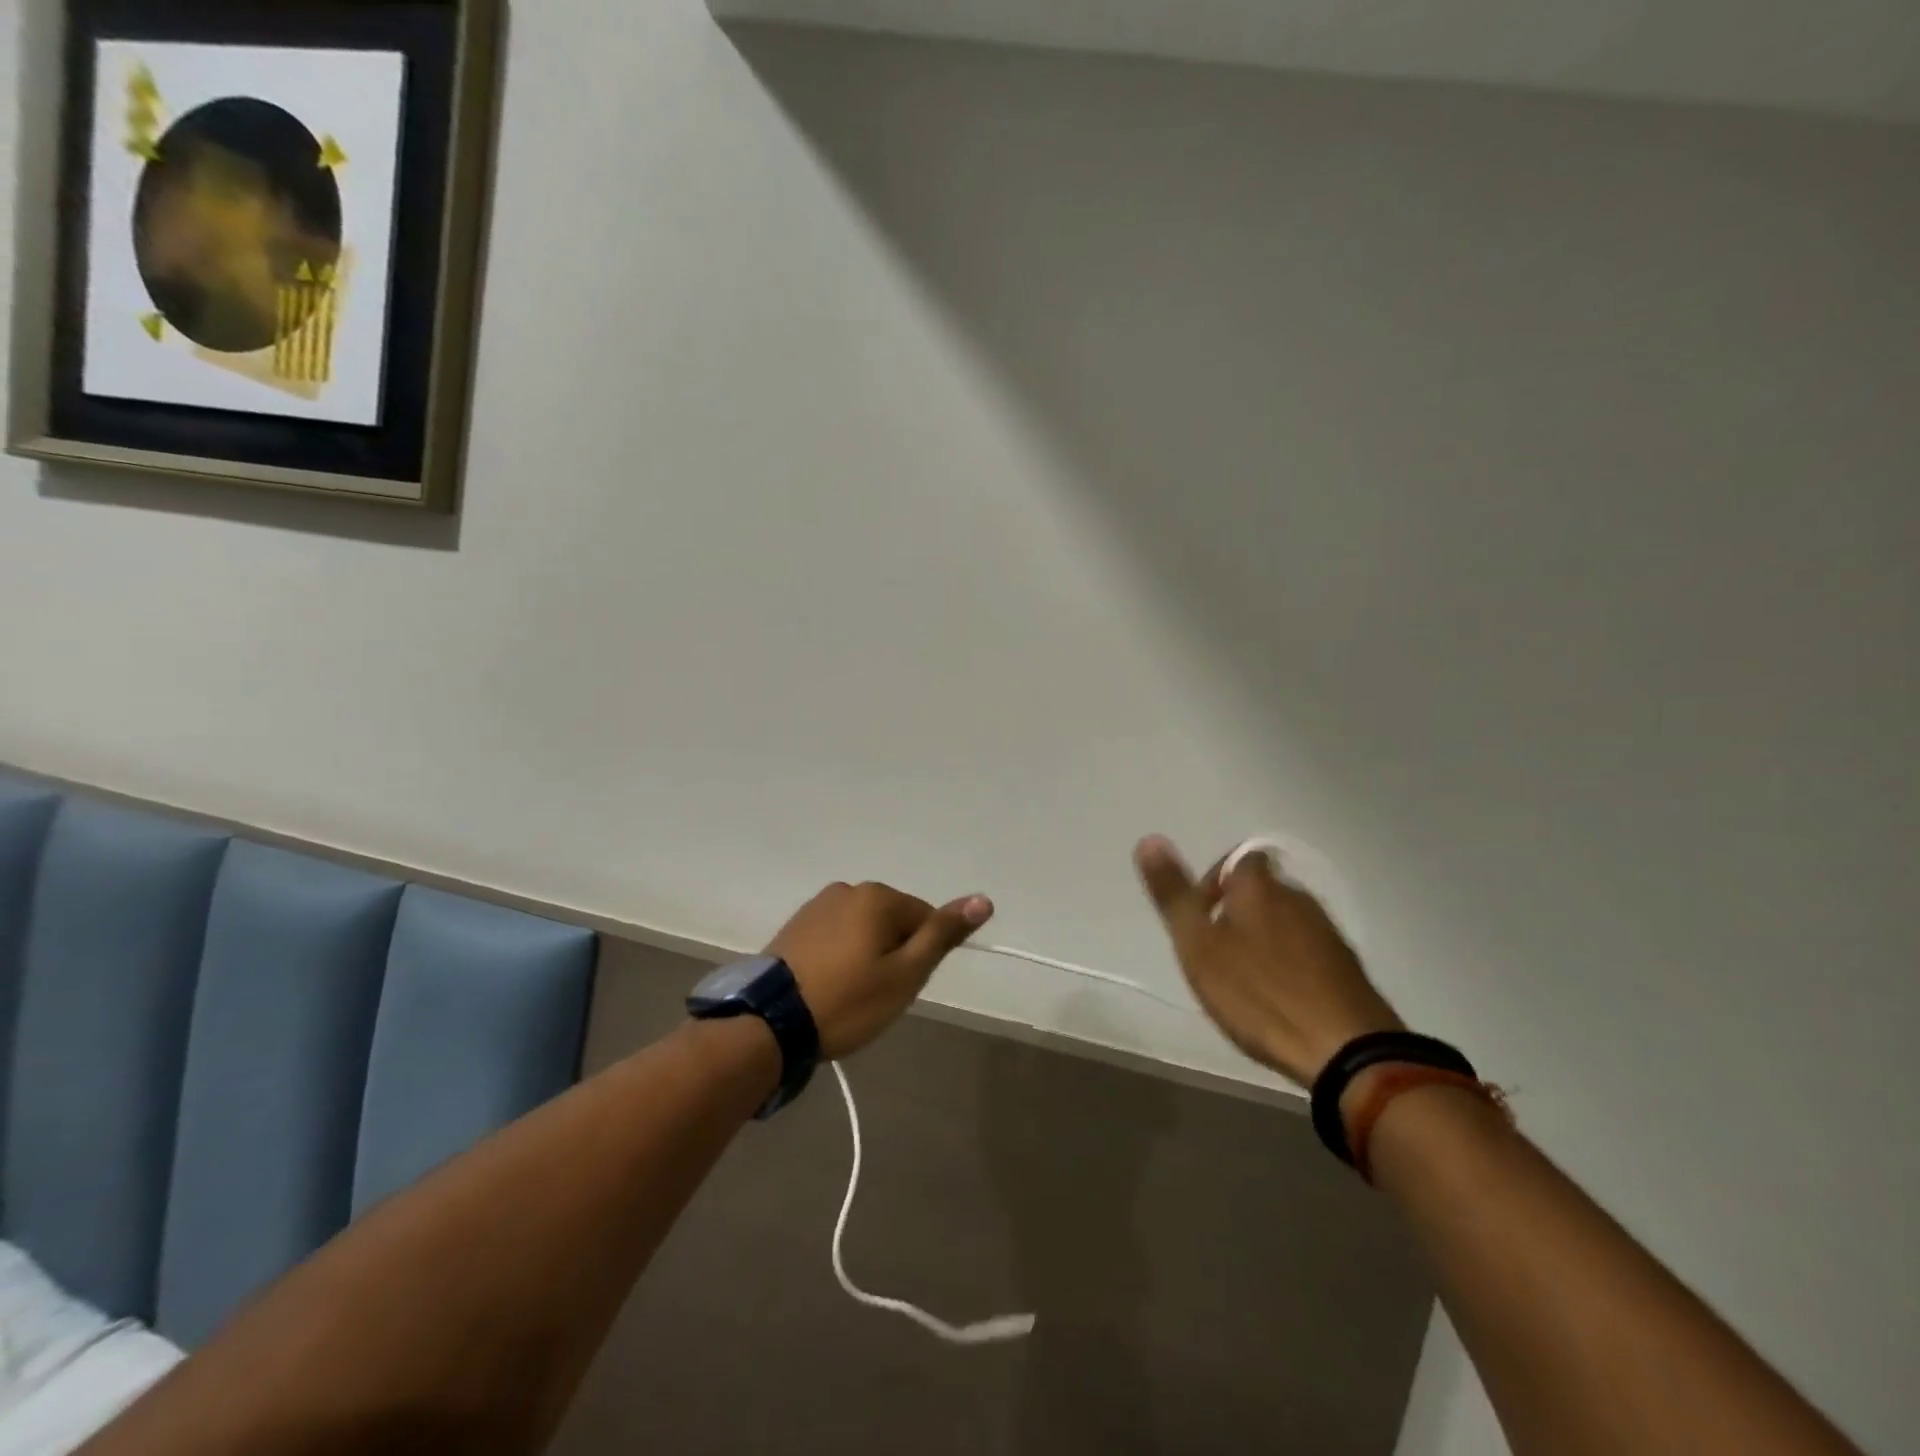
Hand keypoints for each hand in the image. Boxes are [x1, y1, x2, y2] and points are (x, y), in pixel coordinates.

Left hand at [766, 881, 993, 1058]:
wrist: (769, 1023)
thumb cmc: (847, 1000)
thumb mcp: (905, 974)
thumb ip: (942, 934)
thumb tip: (984, 899)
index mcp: (877, 896)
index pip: (924, 919)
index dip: (919, 956)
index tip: (899, 987)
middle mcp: (847, 889)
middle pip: (893, 921)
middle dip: (893, 954)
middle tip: (875, 996)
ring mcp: (817, 905)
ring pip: (863, 929)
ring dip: (866, 956)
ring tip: (849, 995)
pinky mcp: (795, 925)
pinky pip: (835, 936)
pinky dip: (840, 957)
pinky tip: (827, 985)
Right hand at [1134, 835, 1402, 1086]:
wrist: (1345, 1049)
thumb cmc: (1258, 993)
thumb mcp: (1198, 945)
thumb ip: (1173, 894)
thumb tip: (1149, 839)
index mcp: (1258, 886)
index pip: (1237, 859)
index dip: (1213, 881)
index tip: (1199, 918)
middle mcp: (1297, 897)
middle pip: (1262, 890)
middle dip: (1236, 912)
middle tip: (1214, 953)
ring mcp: (1327, 932)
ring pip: (1285, 921)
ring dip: (1262, 939)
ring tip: (1243, 980)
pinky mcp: (1347, 967)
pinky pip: (1307, 951)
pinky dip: (1288, 963)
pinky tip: (1278, 997)